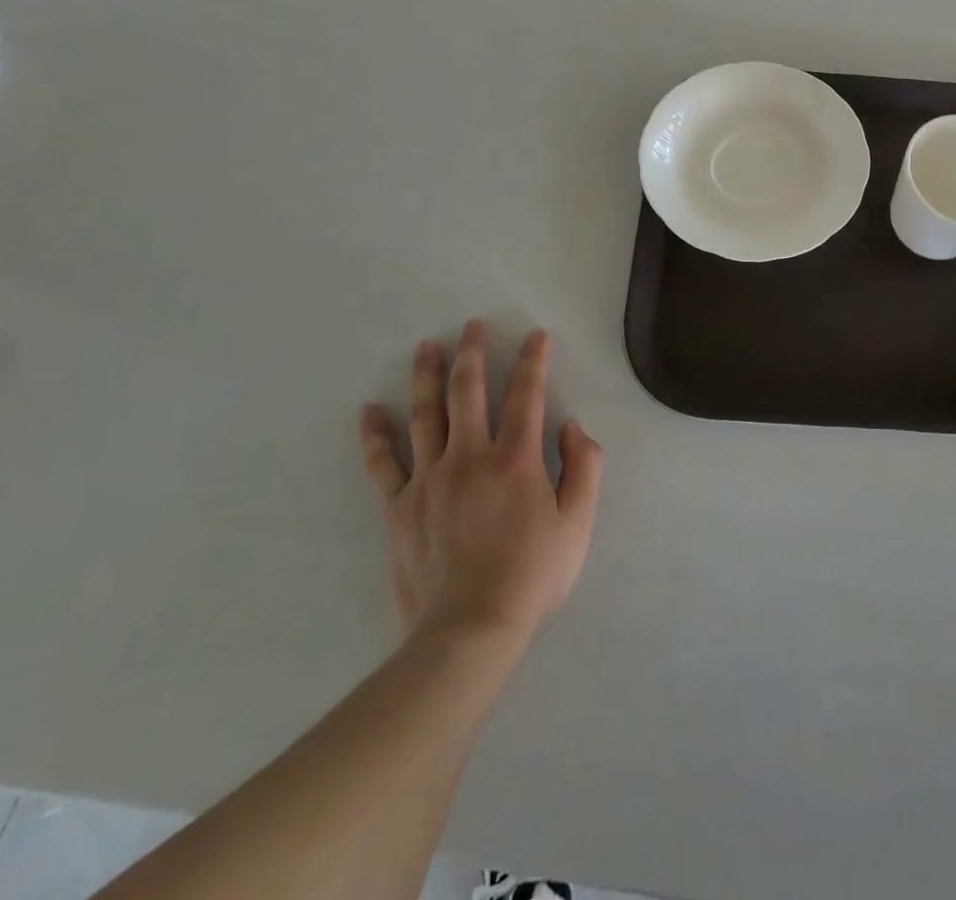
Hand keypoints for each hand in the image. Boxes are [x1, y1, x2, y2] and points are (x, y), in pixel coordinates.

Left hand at [360, 321, 602, 644]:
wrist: (469, 630)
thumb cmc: (532, 575)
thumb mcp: (580, 522)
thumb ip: (585, 467)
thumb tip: (573, 427)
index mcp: (516, 458)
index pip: (526, 393)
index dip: (533, 360)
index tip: (535, 335)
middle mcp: (470, 456)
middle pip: (469, 391)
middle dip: (473, 352)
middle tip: (473, 325)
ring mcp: (429, 479)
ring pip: (426, 414)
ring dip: (428, 376)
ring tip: (427, 346)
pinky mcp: (400, 507)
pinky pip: (383, 463)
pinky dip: (375, 435)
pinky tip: (370, 411)